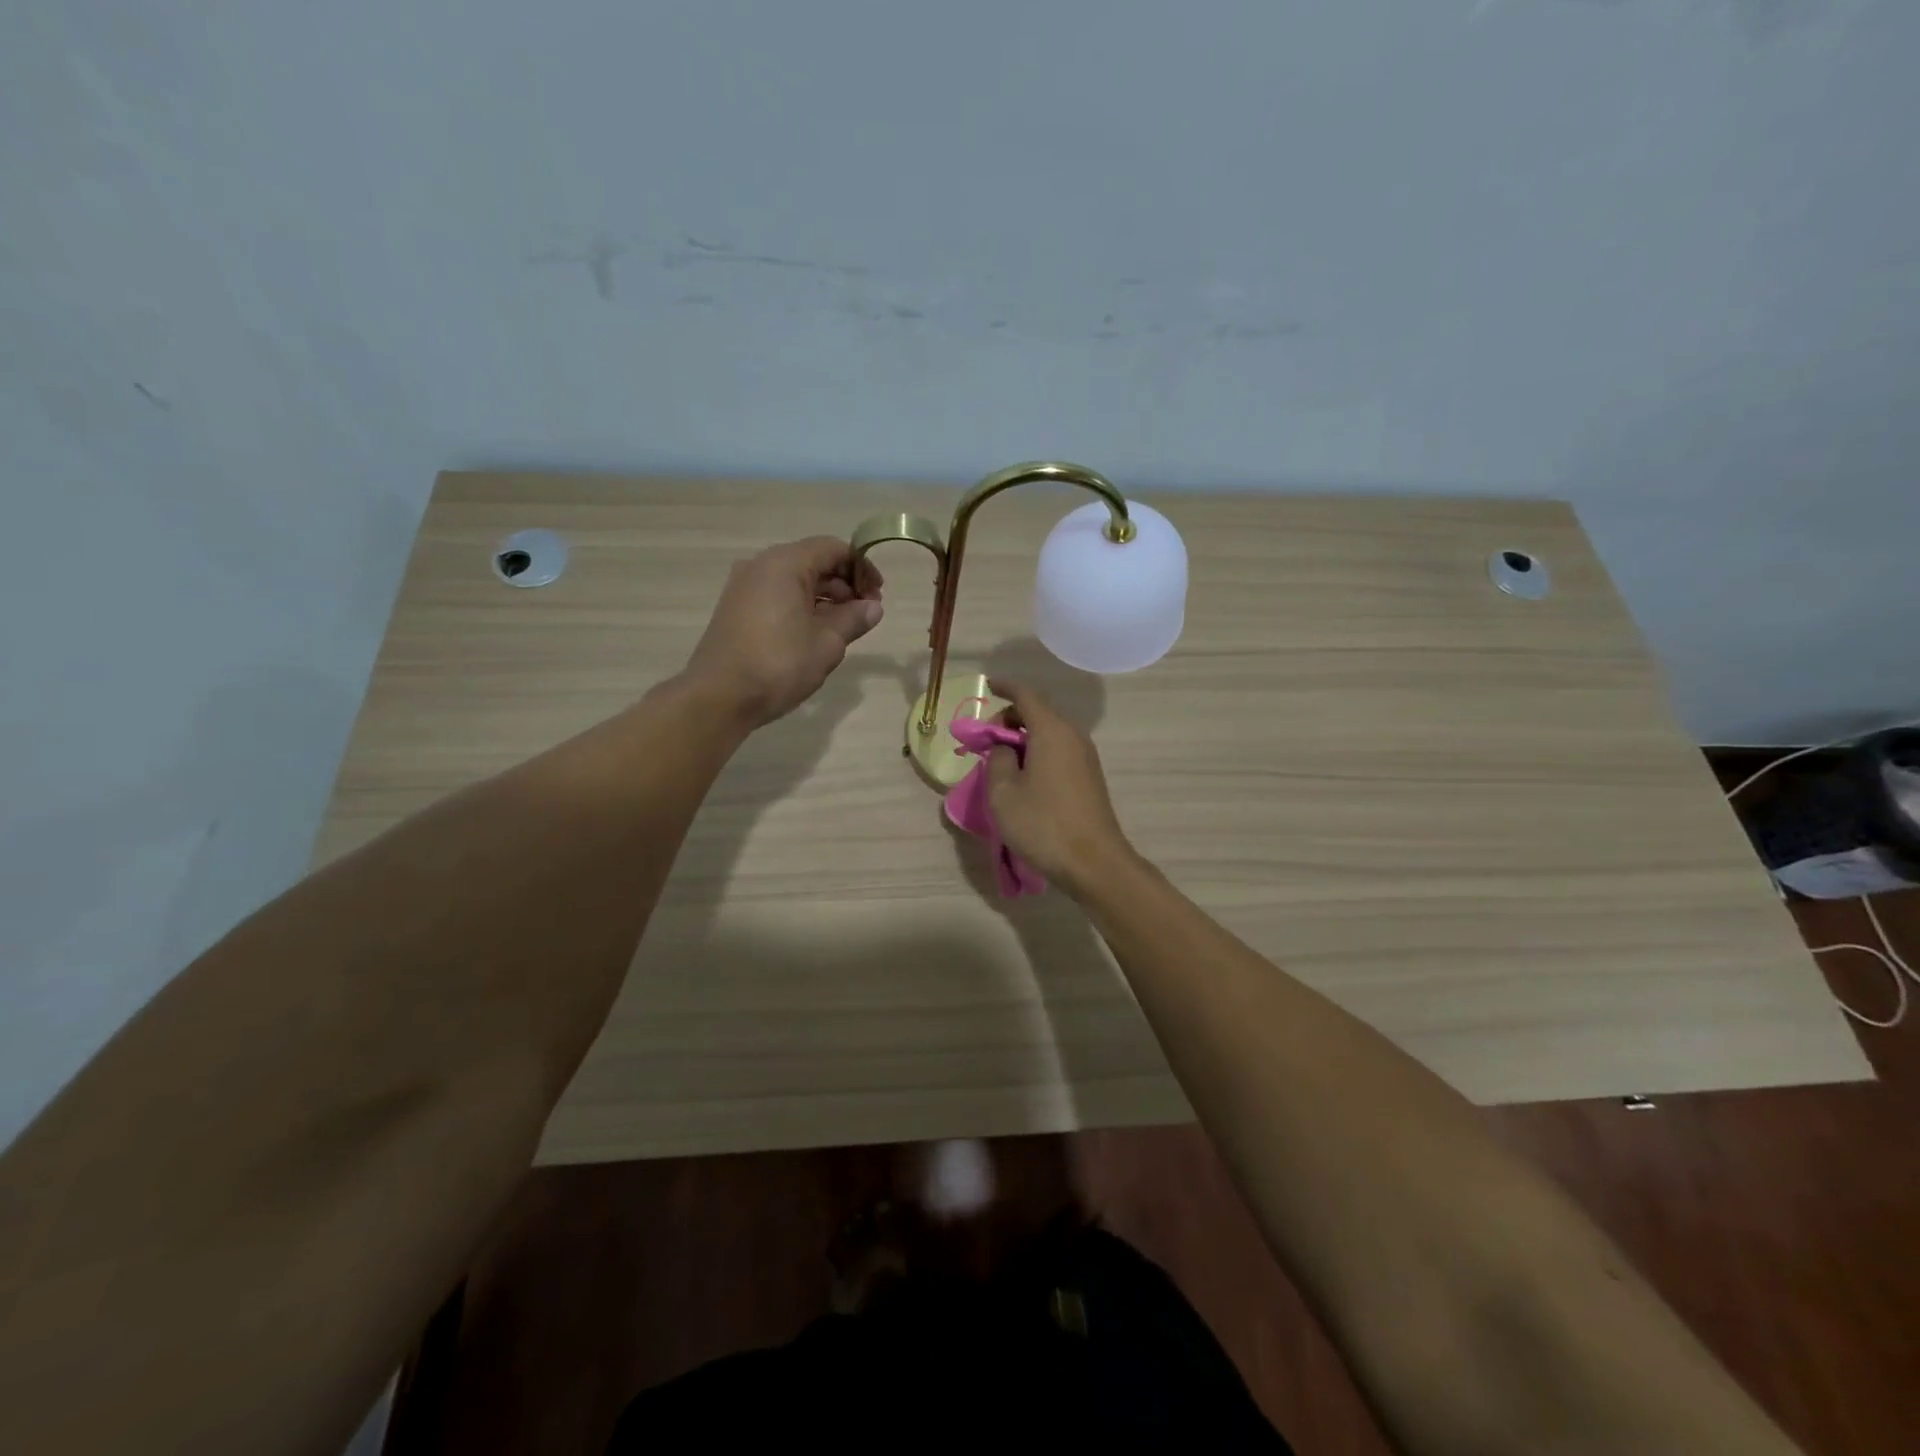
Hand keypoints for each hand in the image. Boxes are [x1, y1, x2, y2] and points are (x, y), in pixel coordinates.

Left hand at [684, 537, 883, 726]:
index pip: (833, 548)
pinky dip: (801, 606)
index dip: (862, 568)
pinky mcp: (736, 608)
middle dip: (844, 583)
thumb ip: (854, 619)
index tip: (878, 596)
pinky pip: (777, 595)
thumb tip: (873, 607)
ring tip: (844, 627)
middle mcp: (761, 565)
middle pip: (813, 561)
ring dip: (824, 597)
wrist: (719, 696)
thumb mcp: (827, 643)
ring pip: (795, 579)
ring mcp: (744, 587)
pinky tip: (815, 634)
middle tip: (865, 614)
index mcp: (785, 563)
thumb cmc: (779, 664)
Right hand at [985, 679, 1136, 896]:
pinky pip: (1058, 751)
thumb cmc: (1043, 824)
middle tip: (986, 743)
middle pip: (1038, 712)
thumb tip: (1004, 748)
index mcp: (1052, 731)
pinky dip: (1037, 753)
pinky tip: (1023, 778)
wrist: (1094, 863)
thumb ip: (997, 759)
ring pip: (1049, 733)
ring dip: (1023, 739)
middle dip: (1010, 718)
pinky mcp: (1089, 777)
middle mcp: (1073, 736)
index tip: (988, 685)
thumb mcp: (1003, 792)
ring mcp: (1085, 757)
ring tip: (1000, 763)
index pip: (1026, 695)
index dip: (1005, 687)